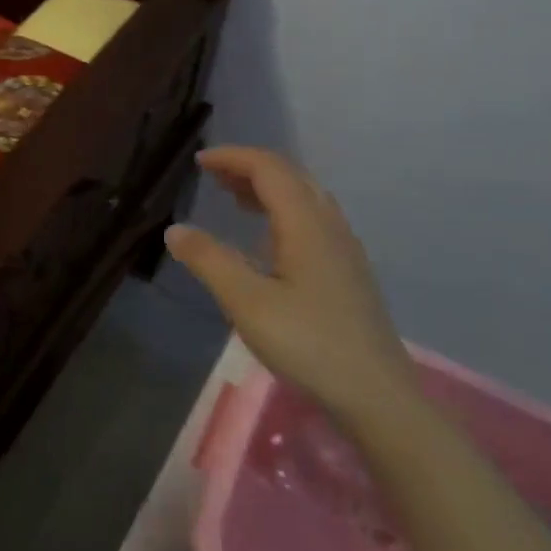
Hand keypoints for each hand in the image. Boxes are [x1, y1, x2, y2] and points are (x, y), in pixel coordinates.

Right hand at [165, 146, 415, 422]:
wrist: (375, 393)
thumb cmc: (308, 343)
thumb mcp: (247, 302)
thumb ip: (209, 260)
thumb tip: (175, 229)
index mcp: (306, 224)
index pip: (269, 169)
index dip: (233, 157)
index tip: (199, 161)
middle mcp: (329, 225)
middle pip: (290, 176)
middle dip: (249, 167)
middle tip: (213, 176)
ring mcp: (343, 248)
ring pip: (305, 197)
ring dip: (268, 188)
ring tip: (234, 198)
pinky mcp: (347, 271)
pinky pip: (312, 219)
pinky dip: (282, 210)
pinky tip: (267, 239)